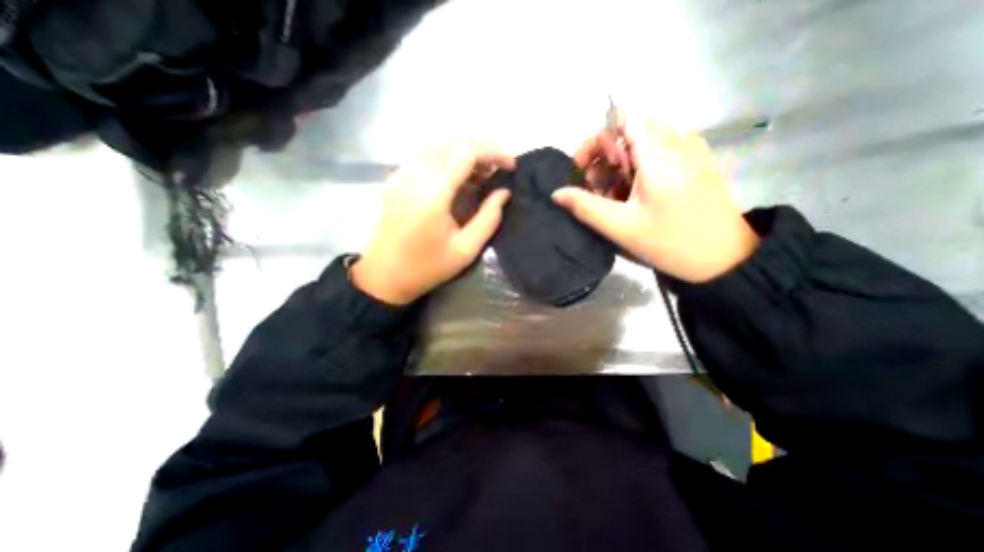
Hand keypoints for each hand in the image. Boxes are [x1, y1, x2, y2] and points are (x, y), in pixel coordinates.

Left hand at [351, 142, 517, 302]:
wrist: (384, 275)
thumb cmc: (428, 267)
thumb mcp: (466, 249)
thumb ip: (489, 218)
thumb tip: (504, 192)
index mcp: (433, 194)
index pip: (466, 152)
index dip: (493, 152)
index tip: (511, 166)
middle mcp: (414, 175)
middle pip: (453, 142)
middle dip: (482, 149)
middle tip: (499, 168)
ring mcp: (401, 174)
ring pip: (439, 145)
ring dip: (465, 151)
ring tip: (483, 171)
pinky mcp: (395, 179)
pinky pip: (425, 155)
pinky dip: (448, 157)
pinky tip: (459, 175)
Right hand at [552, 119, 759, 281]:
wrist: (725, 258)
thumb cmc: (670, 243)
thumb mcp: (621, 227)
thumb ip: (585, 207)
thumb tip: (557, 193)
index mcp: (659, 153)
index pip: (622, 118)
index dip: (598, 141)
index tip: (587, 171)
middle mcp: (677, 140)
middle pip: (629, 129)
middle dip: (604, 157)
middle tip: (595, 189)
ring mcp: (690, 149)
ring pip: (642, 141)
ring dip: (619, 165)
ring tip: (613, 196)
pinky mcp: (695, 160)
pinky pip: (658, 151)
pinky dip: (637, 168)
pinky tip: (634, 194)